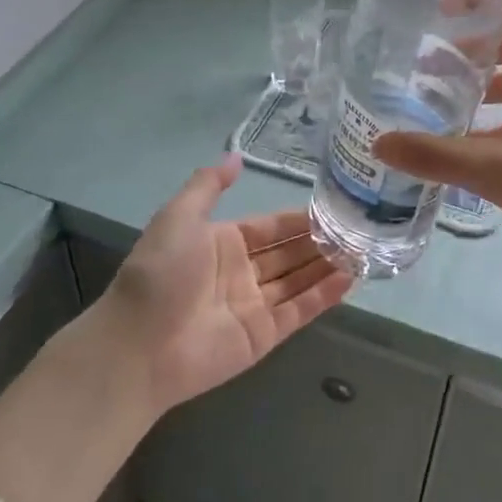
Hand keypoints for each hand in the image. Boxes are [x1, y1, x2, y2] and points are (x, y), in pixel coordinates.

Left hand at [93, 155, 354, 413]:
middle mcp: (240, 272)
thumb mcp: (179, 217)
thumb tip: (236, 156)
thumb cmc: (160, 273)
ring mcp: (253, 306)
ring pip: (298, 281)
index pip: (270, 227)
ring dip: (327, 267)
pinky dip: (323, 296)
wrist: (139, 345)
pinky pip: (298, 311)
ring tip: (363, 252)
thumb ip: (208, 185)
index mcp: (221, 243)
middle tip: (359, 230)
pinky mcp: (263, 336)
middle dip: (320, 243)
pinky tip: (350, 280)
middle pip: (288, 254)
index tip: (333, 210)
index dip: (299, 220)